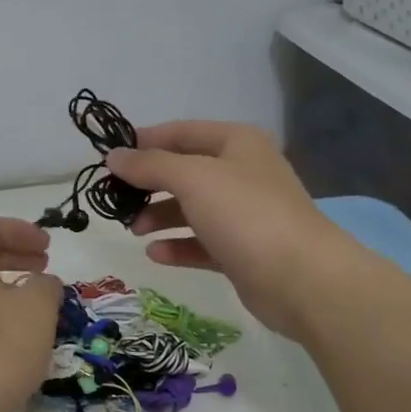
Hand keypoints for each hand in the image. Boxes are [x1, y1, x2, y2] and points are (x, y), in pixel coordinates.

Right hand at [105, 122, 346, 337]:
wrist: (302, 279)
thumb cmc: (245, 215)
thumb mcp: (192, 178)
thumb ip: (149, 165)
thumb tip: (113, 156)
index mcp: (236, 143)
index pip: (181, 132)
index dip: (144, 141)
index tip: (108, 157)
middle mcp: (242, 173)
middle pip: (184, 172)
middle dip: (148, 184)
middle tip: (115, 199)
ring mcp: (244, 214)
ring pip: (191, 209)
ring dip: (159, 216)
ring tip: (134, 229)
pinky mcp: (243, 251)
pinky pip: (201, 243)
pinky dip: (177, 245)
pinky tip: (154, 254)